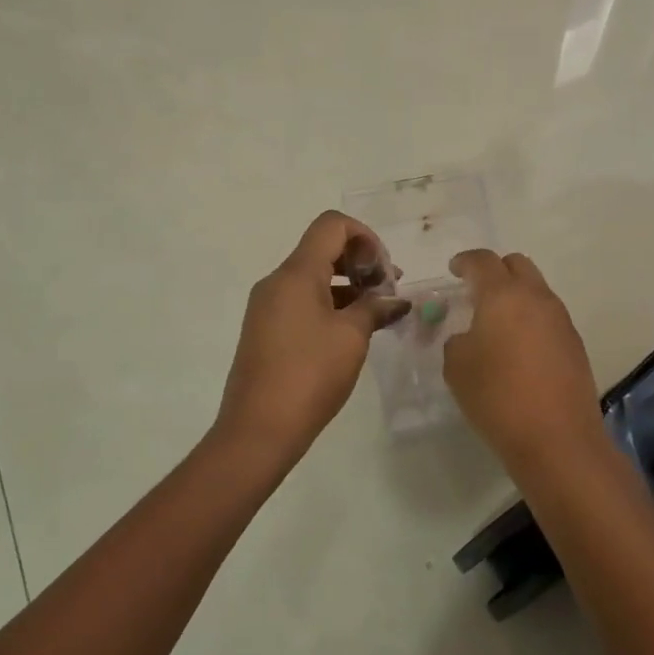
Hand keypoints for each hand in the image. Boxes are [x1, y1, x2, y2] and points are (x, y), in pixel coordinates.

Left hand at [213, 211, 409, 460]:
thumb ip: (375, 308)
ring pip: (313, 276)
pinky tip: (352, 330)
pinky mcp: (265, 329)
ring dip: (348, 285)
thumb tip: (395, 300)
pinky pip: (301, 301)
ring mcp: (267, 306)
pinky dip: (330, 304)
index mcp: (296, 273)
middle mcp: (277, 281)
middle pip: (322, 248)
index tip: (385, 270)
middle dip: (360, 261)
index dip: (366, 237)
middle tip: (388, 291)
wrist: (258, 429)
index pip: (332, 225)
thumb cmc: (309, 375)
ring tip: (378, 313)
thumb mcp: (351, 338)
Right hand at [443, 250, 602, 461]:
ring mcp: (561, 320)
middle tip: (476, 291)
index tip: (454, 269)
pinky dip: (531, 320)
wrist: (557, 439)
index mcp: (503, 295)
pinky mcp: (575, 344)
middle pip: (517, 265)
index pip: (482, 261)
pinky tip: (519, 348)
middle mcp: (537, 298)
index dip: (465, 261)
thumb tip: (470, 336)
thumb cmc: (497, 396)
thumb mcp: (457, 367)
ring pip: (536, 290)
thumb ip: (457, 341)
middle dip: (495, 270)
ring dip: (516, 296)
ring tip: (497, 323)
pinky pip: (548, 317)